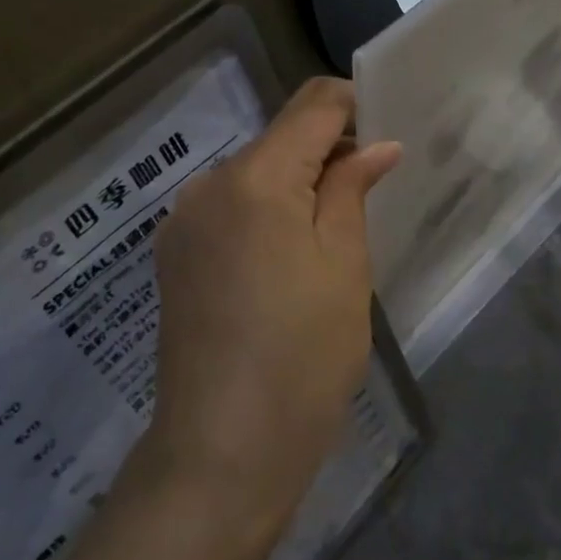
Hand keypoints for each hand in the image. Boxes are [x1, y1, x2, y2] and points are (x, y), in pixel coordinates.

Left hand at [147, 77, 401, 532]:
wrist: (221, 454)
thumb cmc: (302, 356)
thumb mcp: (344, 266)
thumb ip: (351, 189)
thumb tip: (376, 145)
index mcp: (255, 177)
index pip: (312, 105)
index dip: (354, 106)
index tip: (386, 133)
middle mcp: (208, 184)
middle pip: (280, 138)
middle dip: (327, 152)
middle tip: (370, 195)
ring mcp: (183, 221)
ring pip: (254, 174)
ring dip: (295, 185)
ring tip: (329, 238)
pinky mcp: (174, 255)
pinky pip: (229, 208)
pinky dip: (264, 213)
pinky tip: (283, 264)